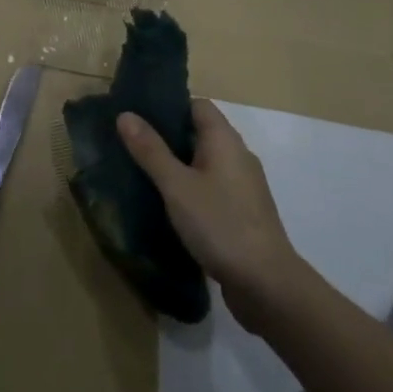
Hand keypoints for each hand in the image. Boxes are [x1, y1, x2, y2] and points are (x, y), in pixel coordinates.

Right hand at [117, 99, 302, 333]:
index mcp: (225, 140)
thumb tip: (125, 114)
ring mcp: (243, 187)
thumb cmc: (220, 224)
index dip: (169, 105)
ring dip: (178, 166)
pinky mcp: (243, 214)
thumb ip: (151, 150)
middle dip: (167, 137)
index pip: (197, 105)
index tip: (139, 115)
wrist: (267, 285)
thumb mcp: (177, 186)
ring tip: (143, 174)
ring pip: (205, 163)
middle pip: (200, 133)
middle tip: (132, 145)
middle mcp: (238, 156)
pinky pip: (212, 188)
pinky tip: (169, 206)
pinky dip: (191, 189)